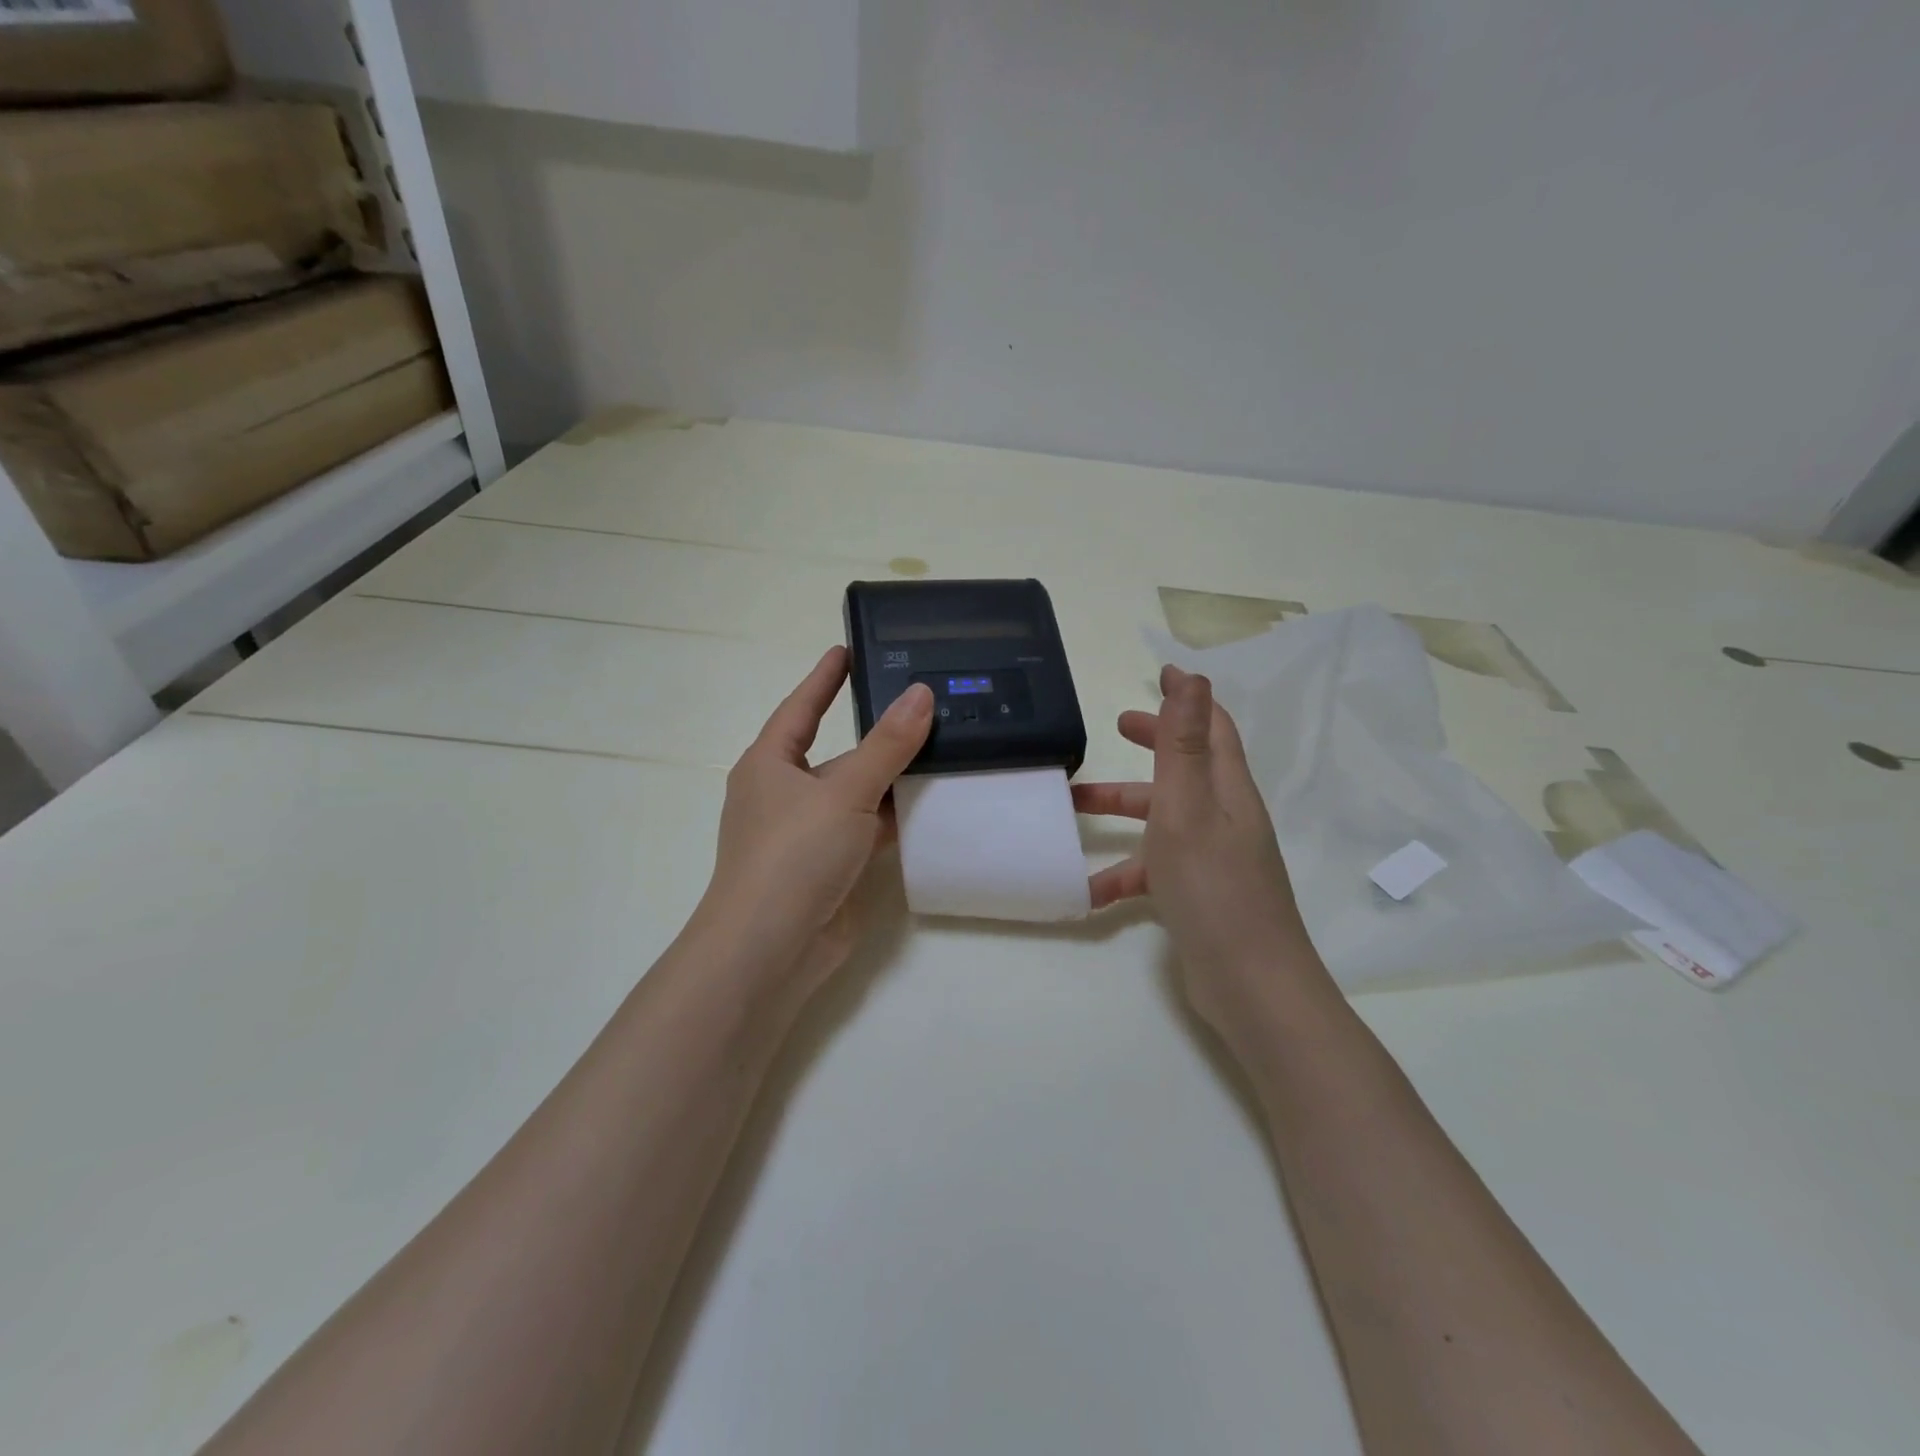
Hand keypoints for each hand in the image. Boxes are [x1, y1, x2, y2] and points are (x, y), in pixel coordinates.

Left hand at [694, 646, 932, 995]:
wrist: (772, 949)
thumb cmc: (793, 854)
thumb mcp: (843, 791)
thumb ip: (887, 745)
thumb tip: (921, 694)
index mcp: (770, 764)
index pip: (801, 707)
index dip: (825, 677)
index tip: (848, 648)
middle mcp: (786, 793)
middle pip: (836, 751)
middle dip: (876, 732)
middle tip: (922, 701)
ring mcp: (809, 833)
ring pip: (858, 793)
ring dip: (893, 777)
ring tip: (944, 746)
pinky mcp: (832, 866)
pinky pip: (869, 829)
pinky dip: (897, 817)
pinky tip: (935, 803)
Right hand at [1073, 666, 1325, 1034]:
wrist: (1251, 986)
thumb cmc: (1214, 889)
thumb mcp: (1188, 810)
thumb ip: (1183, 746)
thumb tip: (1194, 678)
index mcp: (1226, 790)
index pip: (1211, 729)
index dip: (1188, 699)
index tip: (1161, 674)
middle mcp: (1224, 817)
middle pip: (1186, 767)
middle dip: (1153, 744)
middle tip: (1117, 729)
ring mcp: (1214, 858)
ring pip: (1163, 818)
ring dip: (1122, 808)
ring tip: (1072, 808)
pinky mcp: (1199, 894)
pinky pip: (1155, 869)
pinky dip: (1123, 872)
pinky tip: (1085, 892)